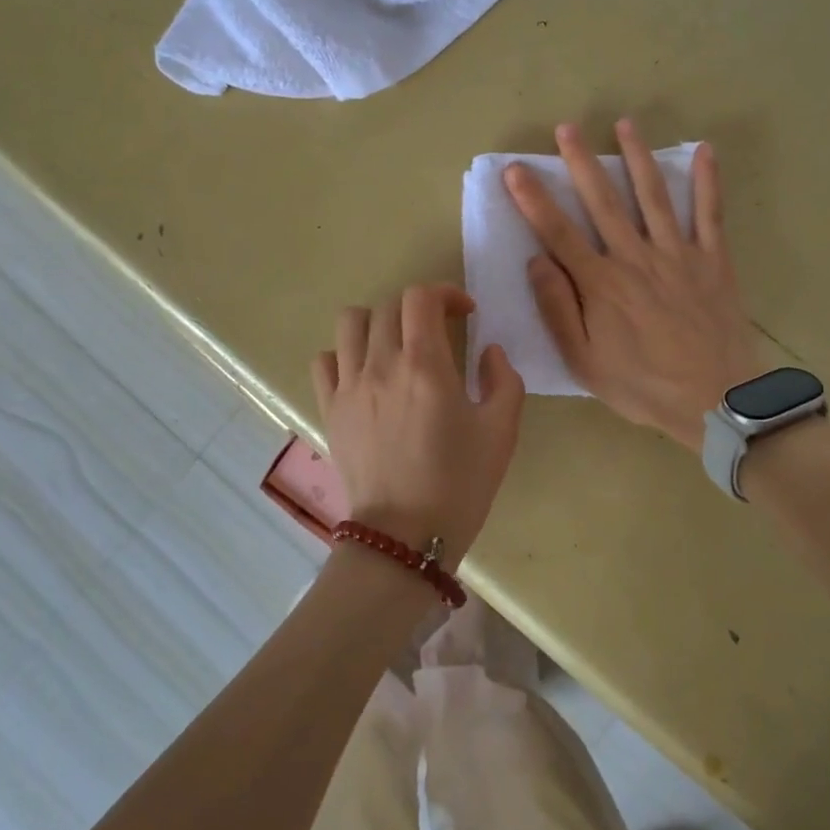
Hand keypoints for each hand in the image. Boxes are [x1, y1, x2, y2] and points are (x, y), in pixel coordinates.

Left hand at [311, 283, 525, 561]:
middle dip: (418, 309)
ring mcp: (349, 386)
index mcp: (425, 365)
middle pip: (389, 306)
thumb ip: (504, 380)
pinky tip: (364, 373)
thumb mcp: (501, 432)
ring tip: (395, 344)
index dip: (445, 293)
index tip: (464, 313)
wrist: (405, 536)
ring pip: (350, 322)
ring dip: (376, 321)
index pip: (422, 297)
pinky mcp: (330, 408)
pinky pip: (325, 360)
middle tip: (438, 332)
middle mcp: (381, 364)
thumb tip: (489, 352)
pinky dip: (344, 355)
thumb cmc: (460, 484)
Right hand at [505, 121, 765, 451]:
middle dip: (581, 162)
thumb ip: (558, 310)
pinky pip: (710, 214)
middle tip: (567, 127)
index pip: (558, 232)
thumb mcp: (585, 362)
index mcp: (601, 284)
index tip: (515, 169)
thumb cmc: (643, 386)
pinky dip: (708, 181)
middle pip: (603, 201)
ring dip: (636, 157)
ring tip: (624, 124)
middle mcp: (636, 258)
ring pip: (653, 196)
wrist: (718, 402)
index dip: (533, 198)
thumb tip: (536, 261)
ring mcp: (678, 254)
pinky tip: (704, 150)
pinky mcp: (713, 260)